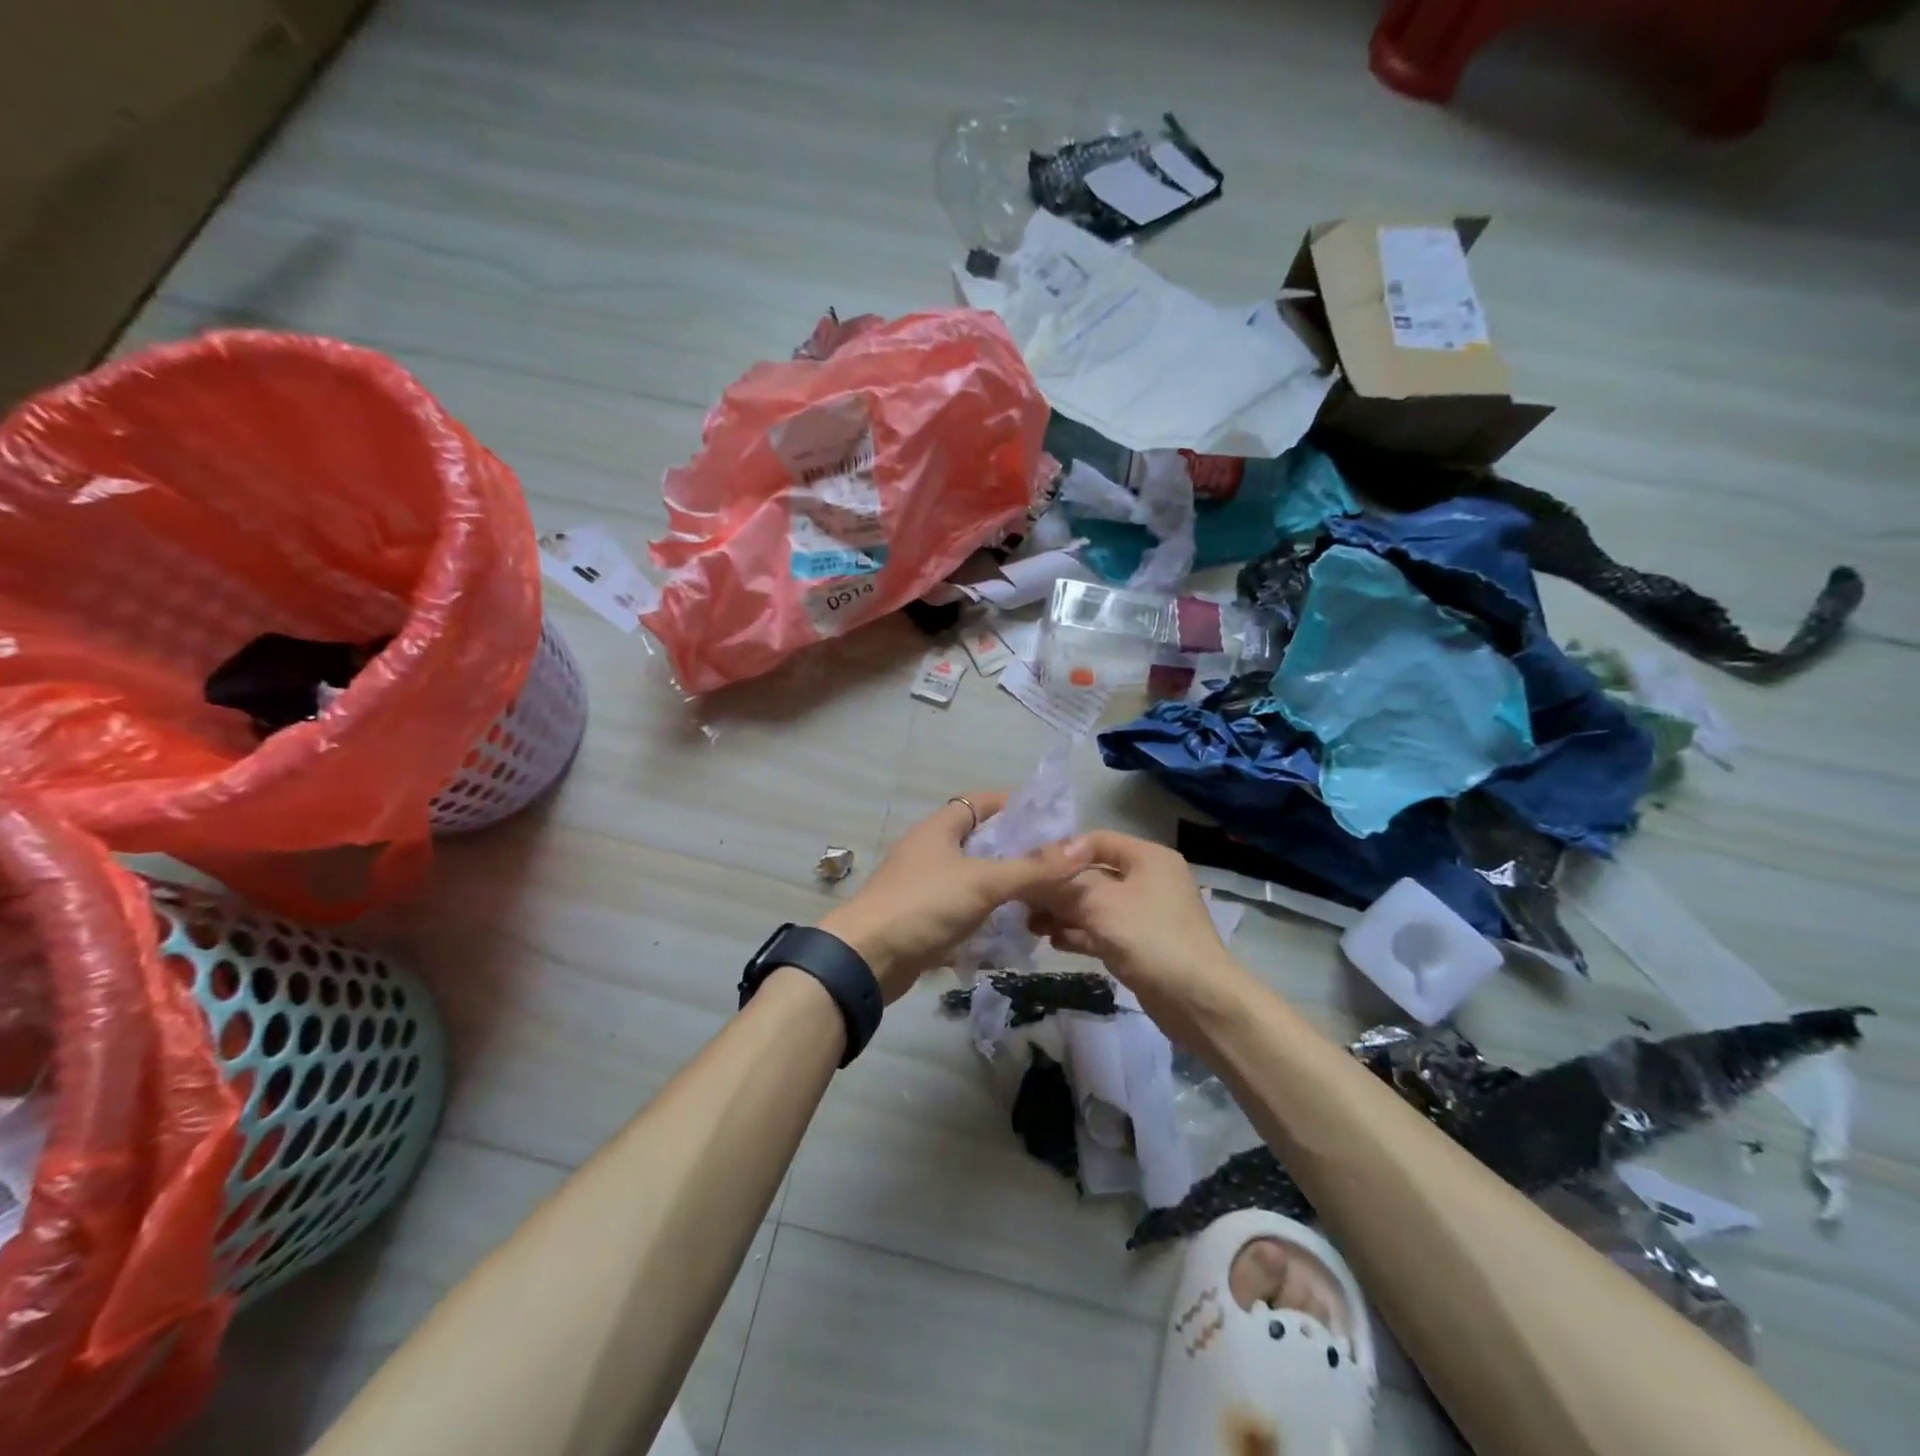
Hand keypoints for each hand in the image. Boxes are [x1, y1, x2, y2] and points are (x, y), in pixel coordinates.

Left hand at [819, 793, 1090, 1002]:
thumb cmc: (923, 906)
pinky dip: (987, 916)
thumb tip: (1080, 849)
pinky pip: (963, 910)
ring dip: (1004, 887)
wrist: (865, 960)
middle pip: (980, 842)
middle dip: (1016, 851)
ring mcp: (924, 886)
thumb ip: (1032, 868)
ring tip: (1044, 898)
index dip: (1013, 805)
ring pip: (973, 878)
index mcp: (939, 829)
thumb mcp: (983, 882)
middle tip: (1056, 865)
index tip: (1050, 820)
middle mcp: (930, 852)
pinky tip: (1015, 929)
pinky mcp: (923, 919)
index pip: (980, 802)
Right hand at [1026, 830, 1248, 1039]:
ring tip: (1031, 924)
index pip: (1097, 840)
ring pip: (1095, 905)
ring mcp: (1145, 914)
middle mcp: (1148, 880)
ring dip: (1064, 913)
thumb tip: (1034, 879)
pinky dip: (1079, 933)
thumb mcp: (1100, 904)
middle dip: (1058, 888)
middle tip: (1023, 901)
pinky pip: (1103, 930)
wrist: (1198, 1001)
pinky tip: (1053, 941)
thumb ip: (1064, 886)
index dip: (1062, 852)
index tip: (1031, 869)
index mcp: (1147, 858)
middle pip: (1093, 874)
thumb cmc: (1150, 938)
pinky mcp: (1141, 945)